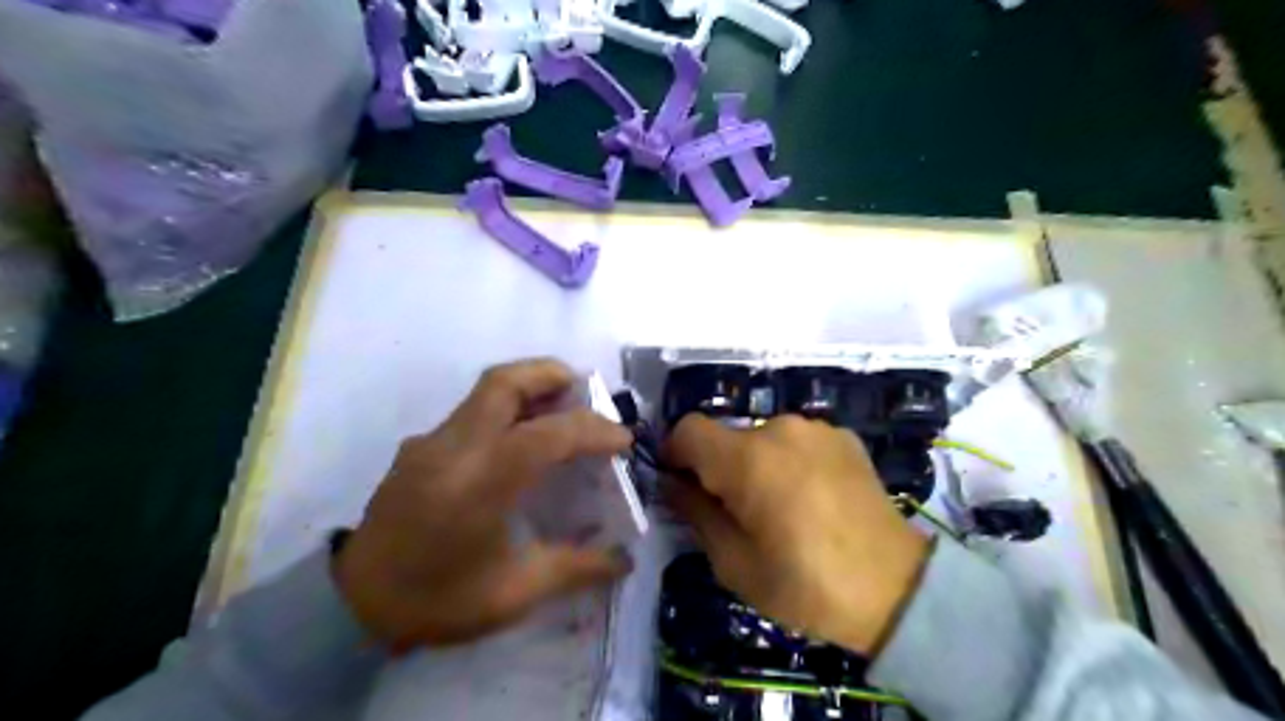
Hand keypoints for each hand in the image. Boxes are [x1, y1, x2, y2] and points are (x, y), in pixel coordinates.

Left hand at [329, 357, 630, 649]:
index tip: (621, 440)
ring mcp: (430, 443)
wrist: (352, 605)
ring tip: (561, 409)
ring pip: (485, 390)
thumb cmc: (436, 601)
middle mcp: (452, 450)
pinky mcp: (419, 446)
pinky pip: (471, 412)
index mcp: (477, 486)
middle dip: (553, 375)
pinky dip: (506, 411)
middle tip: (588, 391)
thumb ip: (575, 568)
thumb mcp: (513, 594)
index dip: (592, 429)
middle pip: (504, 382)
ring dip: (530, 387)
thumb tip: (624, 560)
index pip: (545, 435)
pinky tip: (517, 445)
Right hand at [667, 415, 929, 654]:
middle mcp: (780, 428)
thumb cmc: (805, 584)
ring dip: (756, 464)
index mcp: (748, 458)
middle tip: (736, 511)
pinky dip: (790, 461)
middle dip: (718, 467)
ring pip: (762, 437)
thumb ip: (694, 512)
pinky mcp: (843, 437)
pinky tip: (812, 498)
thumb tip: (673, 483)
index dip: (675, 454)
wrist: (896, 589)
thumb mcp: (733, 562)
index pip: (688, 429)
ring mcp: (817, 429)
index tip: (681, 486)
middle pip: (727, 435)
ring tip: (780, 508)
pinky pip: (796, 442)